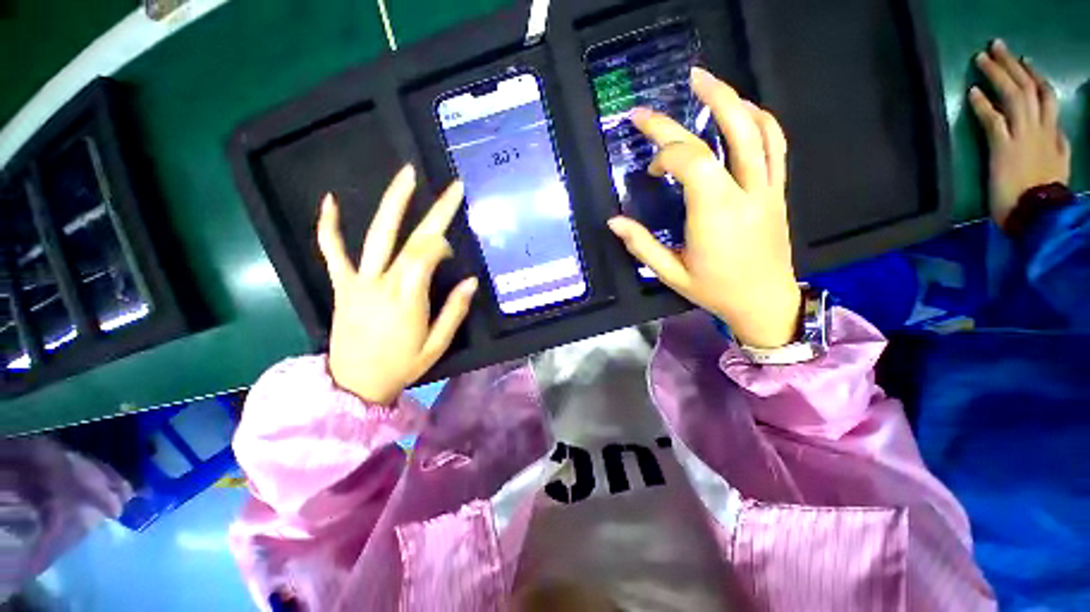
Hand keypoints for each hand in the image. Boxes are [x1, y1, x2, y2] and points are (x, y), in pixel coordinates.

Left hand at [317, 165, 477, 403]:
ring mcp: (358, 282)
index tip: (452, 250)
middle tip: (452, 188)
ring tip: (408, 175)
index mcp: (408, 300)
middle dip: (435, 212)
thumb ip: (454, 312)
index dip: (442, 244)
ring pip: (375, 236)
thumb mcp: (437, 346)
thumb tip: (472, 281)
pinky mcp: (341, 285)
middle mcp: (383, 284)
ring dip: (393, 203)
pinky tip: (330, 200)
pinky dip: (329, 226)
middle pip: (410, 239)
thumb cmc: (402, 366)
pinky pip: (331, 252)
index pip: (427, 256)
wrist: (354, 384)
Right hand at [607, 67, 800, 348]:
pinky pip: (776, 145)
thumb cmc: (714, 290)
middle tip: (672, 91)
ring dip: (732, 100)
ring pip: (759, 130)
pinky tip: (741, 111)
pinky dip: (759, 120)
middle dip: (694, 108)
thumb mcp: (671, 274)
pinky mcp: (778, 191)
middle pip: (726, 134)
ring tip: (707, 82)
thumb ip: (641, 245)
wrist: (764, 301)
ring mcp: (768, 189)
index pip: (692, 161)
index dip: (666, 153)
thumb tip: (614, 221)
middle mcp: (745, 194)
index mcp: (716, 215)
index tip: (651, 170)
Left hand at [970, 39, 1070, 228]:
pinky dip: (982, 105)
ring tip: (982, 57)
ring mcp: (1023, 136)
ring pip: (1013, 95)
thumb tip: (1058, 132)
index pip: (1047, 96)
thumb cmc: (1043, 194)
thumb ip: (1059, 146)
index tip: (1025, 61)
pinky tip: (972, 92)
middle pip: (1028, 86)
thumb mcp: (1060, 165)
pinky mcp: (1003, 148)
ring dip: (996, 74)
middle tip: (996, 45)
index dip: (1035, 76)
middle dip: (1012, 64)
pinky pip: (993, 120)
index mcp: (1054, 133)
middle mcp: (1040, 128)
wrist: (1038, 215)